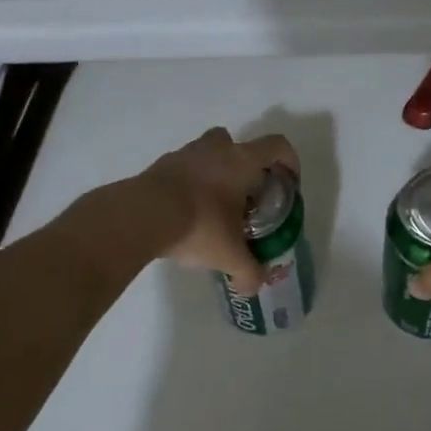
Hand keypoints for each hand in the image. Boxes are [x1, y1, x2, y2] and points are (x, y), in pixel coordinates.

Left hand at [138, 127, 299, 292]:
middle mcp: (214, 149)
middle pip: (236, 143)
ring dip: (213, 172)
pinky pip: (181, 169)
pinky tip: (185, 212)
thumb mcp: (229, 255)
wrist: (141, 216)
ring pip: (206, 154)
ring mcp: (183, 154)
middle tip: (245, 195)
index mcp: (241, 161)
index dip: (289, 160)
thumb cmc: (199, 224)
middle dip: (243, 166)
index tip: (288, 183)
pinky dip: (187, 184)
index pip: (276, 146)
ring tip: (213, 206)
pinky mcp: (158, 166)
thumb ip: (248, 271)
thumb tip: (254, 286)